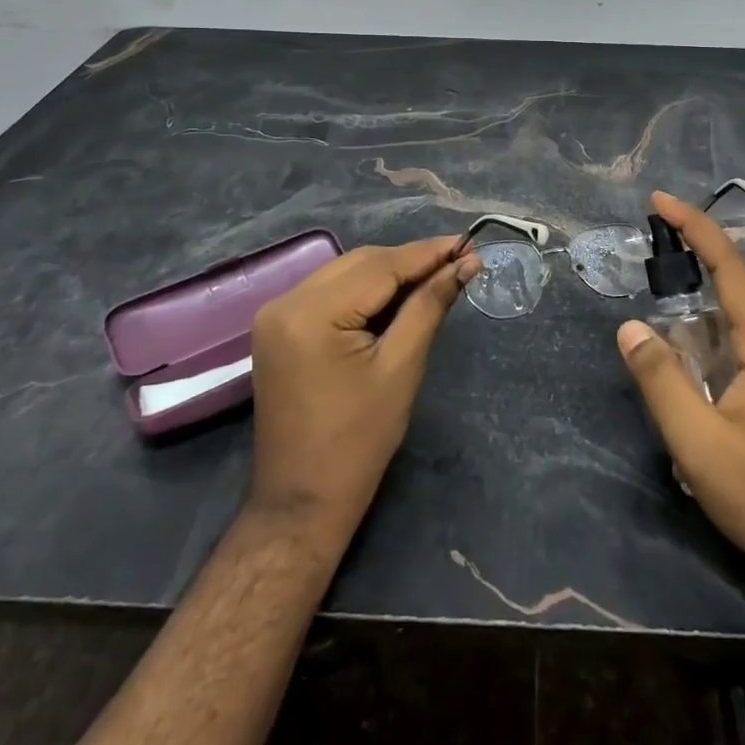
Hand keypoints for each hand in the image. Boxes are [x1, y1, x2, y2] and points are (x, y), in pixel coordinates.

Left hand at [248, 237, 479, 543]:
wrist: (302, 501)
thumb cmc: (358, 442)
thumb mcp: (401, 368)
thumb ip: (429, 306)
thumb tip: (464, 264)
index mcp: (310, 313)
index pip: (379, 266)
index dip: (427, 253)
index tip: (468, 242)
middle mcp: (285, 302)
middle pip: (360, 263)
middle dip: (410, 261)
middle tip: (458, 261)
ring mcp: (276, 314)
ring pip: (345, 272)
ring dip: (389, 273)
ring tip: (435, 276)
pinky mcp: (279, 327)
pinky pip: (329, 291)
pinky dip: (364, 290)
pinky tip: (396, 296)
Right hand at [616, 192, 744, 624]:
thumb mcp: (698, 444)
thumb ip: (660, 380)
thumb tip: (630, 327)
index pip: (729, 266)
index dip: (694, 227)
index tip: (660, 201)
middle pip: (731, 310)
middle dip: (689, 329)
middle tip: (670, 382)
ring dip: (710, 359)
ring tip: (699, 421)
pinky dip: (731, 372)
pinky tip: (726, 422)